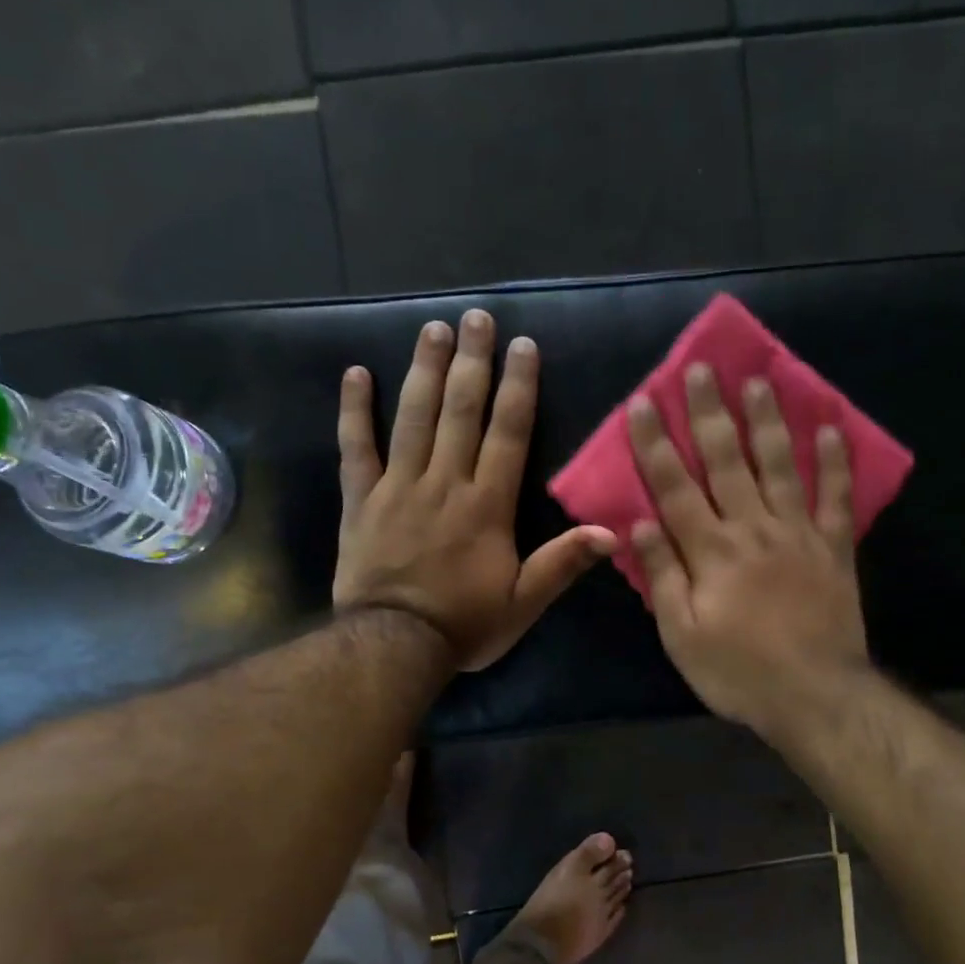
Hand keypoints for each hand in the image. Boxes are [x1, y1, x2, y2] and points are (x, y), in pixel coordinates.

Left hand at [335, 310, 615, 672]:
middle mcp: (444, 483)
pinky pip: (356, 448)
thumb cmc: (464, 625)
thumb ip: (561, 564)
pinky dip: (354, 410)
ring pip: (413, 418)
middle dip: (471, 362)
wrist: (394, 645)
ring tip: (433, 328)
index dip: (517, 388)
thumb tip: (611, 532)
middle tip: (477, 318)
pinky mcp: (361, 500)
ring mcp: (398, 487)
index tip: (521, 347)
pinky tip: (356, 373)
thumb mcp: (522, 604)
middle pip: (460, 412)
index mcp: (486, 506)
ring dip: (424, 370)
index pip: (507, 434)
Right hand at [627, 365, 869, 740]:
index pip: (675, 487)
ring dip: (768, 421)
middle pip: (728, 461)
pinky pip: (836, 497)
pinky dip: (835, 462)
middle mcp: (752, 529)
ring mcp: (798, 534)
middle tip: (701, 368)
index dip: (656, 444)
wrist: (814, 696)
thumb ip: (662, 576)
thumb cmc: (737, 671)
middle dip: (710, 413)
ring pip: (780, 465)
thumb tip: (639, 522)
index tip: (643, 402)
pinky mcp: (834, 548)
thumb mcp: (680, 635)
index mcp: (710, 551)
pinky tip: (832, 428)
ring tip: (760, 380)